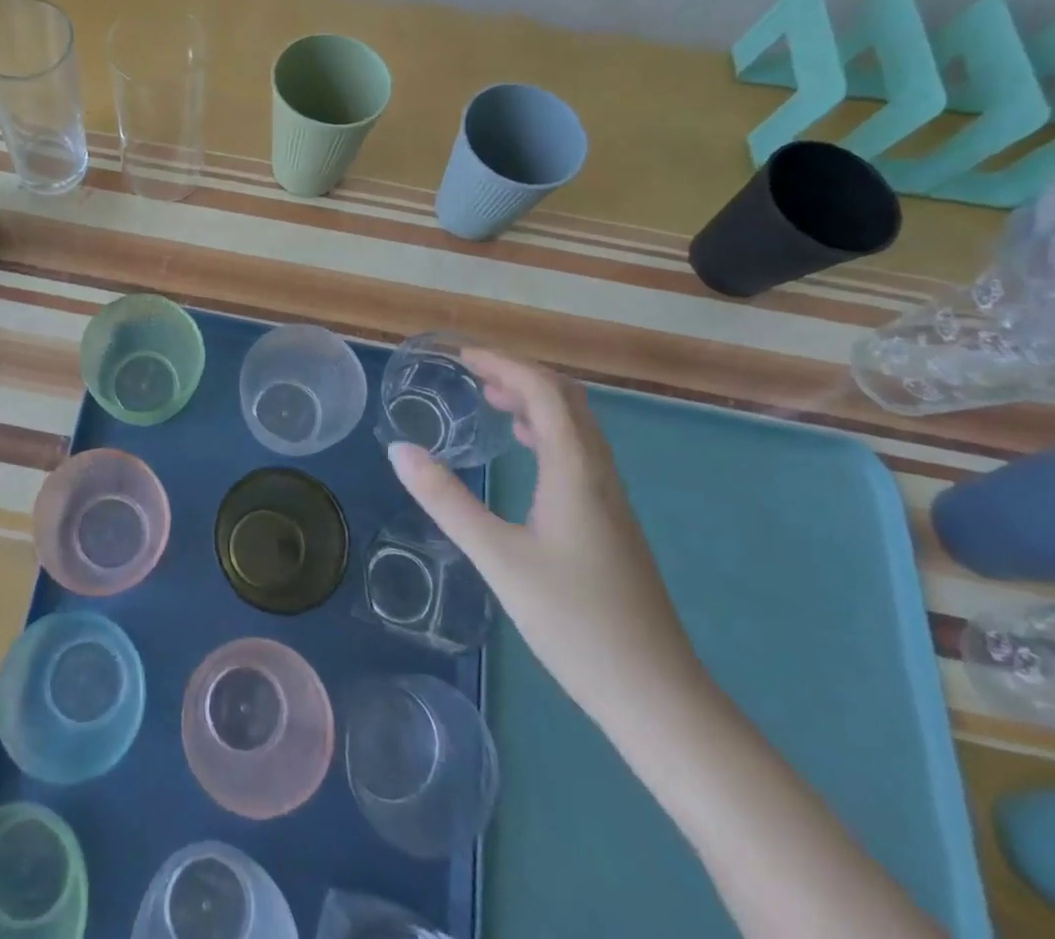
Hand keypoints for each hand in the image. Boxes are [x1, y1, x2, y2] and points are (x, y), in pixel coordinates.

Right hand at [387, 350, 701, 714]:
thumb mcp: (497, 557)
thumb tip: (399, 450)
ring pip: (577, 425)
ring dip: (535, 401)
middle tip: (472, 375)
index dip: (503, 363)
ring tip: (491, 402)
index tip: (460, 357)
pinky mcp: (611, 522)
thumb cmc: (574, 621)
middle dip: (519, 375)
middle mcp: (599, 473)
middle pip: (567, 399)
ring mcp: (610, 499)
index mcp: (575, 470)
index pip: (544, 391)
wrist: (656, 696)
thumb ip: (446, 500)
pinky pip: (579, 451)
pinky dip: (547, 431)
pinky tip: (525, 453)